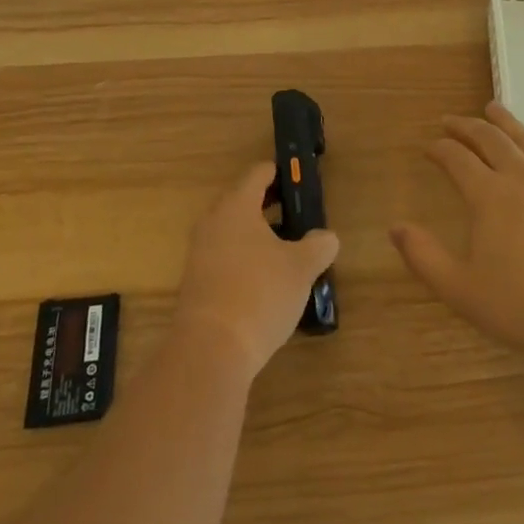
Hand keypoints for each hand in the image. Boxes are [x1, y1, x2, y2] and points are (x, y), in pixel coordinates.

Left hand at [173, 163, 339, 378]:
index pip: (258, 174)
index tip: (298, 179)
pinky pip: (224, 259)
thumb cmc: (260, 293)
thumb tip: (327, 238)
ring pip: (233, 233)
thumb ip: (318, 246)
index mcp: (237, 206)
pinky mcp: (196, 284)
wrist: (210, 351)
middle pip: (242, 202)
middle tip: (298, 215)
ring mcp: (200, 254)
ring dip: (257, 236)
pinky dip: (245, 261)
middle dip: (270, 206)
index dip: (279, 173)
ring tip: (288, 251)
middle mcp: (213, 222)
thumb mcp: (302, 267)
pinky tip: (267, 282)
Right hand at [391, 102, 523, 364]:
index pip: (456, 159)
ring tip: (491, 107)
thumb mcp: (460, 289)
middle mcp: (519, 177)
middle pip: (489, 140)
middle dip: (466, 127)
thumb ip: (424, 256)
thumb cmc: (521, 305)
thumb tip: (395, 228)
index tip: (428, 147)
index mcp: (487, 195)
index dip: (439, 149)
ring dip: (505, 121)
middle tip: (450, 121)